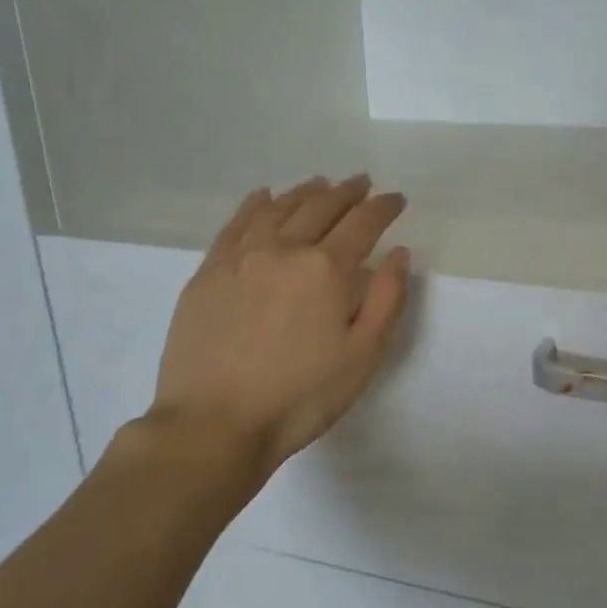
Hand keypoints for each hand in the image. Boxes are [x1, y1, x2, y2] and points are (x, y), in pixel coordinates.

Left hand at [146, 175, 410, 489]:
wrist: (214, 424)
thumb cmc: (300, 397)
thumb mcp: (363, 356)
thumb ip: (388, 299)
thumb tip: (398, 253)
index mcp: (326, 269)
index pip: (362, 223)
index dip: (383, 207)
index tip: (396, 199)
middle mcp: (284, 249)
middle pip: (321, 207)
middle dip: (347, 192)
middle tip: (362, 183)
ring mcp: (241, 257)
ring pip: (279, 208)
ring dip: (305, 192)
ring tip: (320, 184)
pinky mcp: (209, 271)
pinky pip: (236, 224)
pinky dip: (256, 204)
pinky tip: (264, 197)